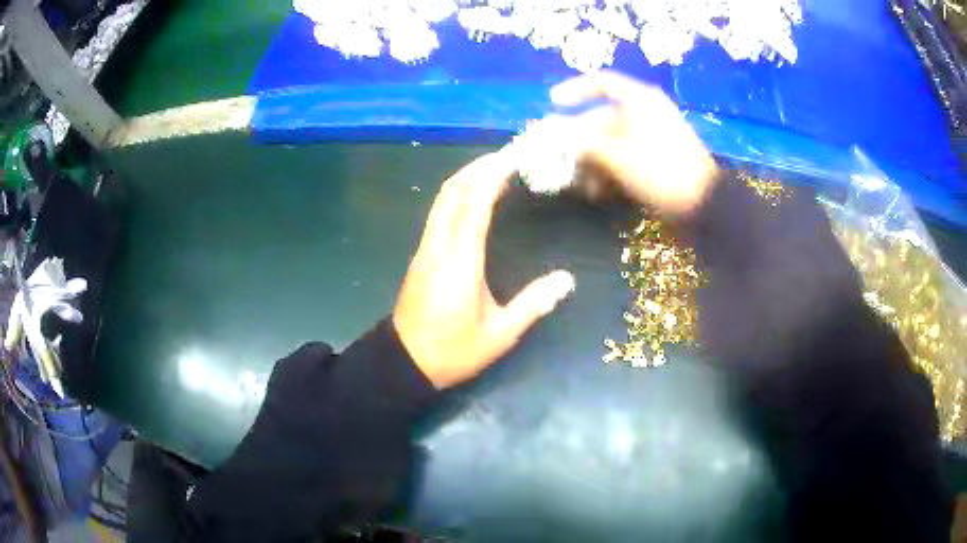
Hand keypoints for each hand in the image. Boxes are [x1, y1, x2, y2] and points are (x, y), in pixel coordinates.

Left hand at [393, 152, 575, 388]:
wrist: (405, 363)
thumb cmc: (453, 351)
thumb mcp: (499, 334)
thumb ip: (533, 304)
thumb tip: (567, 281)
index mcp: (459, 261)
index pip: (475, 204)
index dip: (493, 176)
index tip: (514, 157)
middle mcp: (438, 246)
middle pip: (452, 191)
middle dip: (478, 167)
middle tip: (508, 156)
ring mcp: (425, 249)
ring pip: (442, 200)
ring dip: (467, 178)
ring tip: (495, 169)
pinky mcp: (421, 255)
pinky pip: (439, 213)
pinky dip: (458, 195)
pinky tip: (475, 198)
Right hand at [551, 71, 720, 214]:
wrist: (704, 203)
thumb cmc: (660, 170)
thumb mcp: (617, 155)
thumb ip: (581, 141)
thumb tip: (550, 132)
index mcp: (639, 99)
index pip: (601, 82)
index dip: (574, 89)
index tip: (553, 103)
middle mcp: (645, 111)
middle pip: (601, 118)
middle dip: (580, 142)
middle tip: (561, 162)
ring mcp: (652, 135)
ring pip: (611, 141)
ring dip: (592, 161)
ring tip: (582, 186)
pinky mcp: (656, 156)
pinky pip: (625, 155)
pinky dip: (609, 169)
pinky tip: (599, 191)